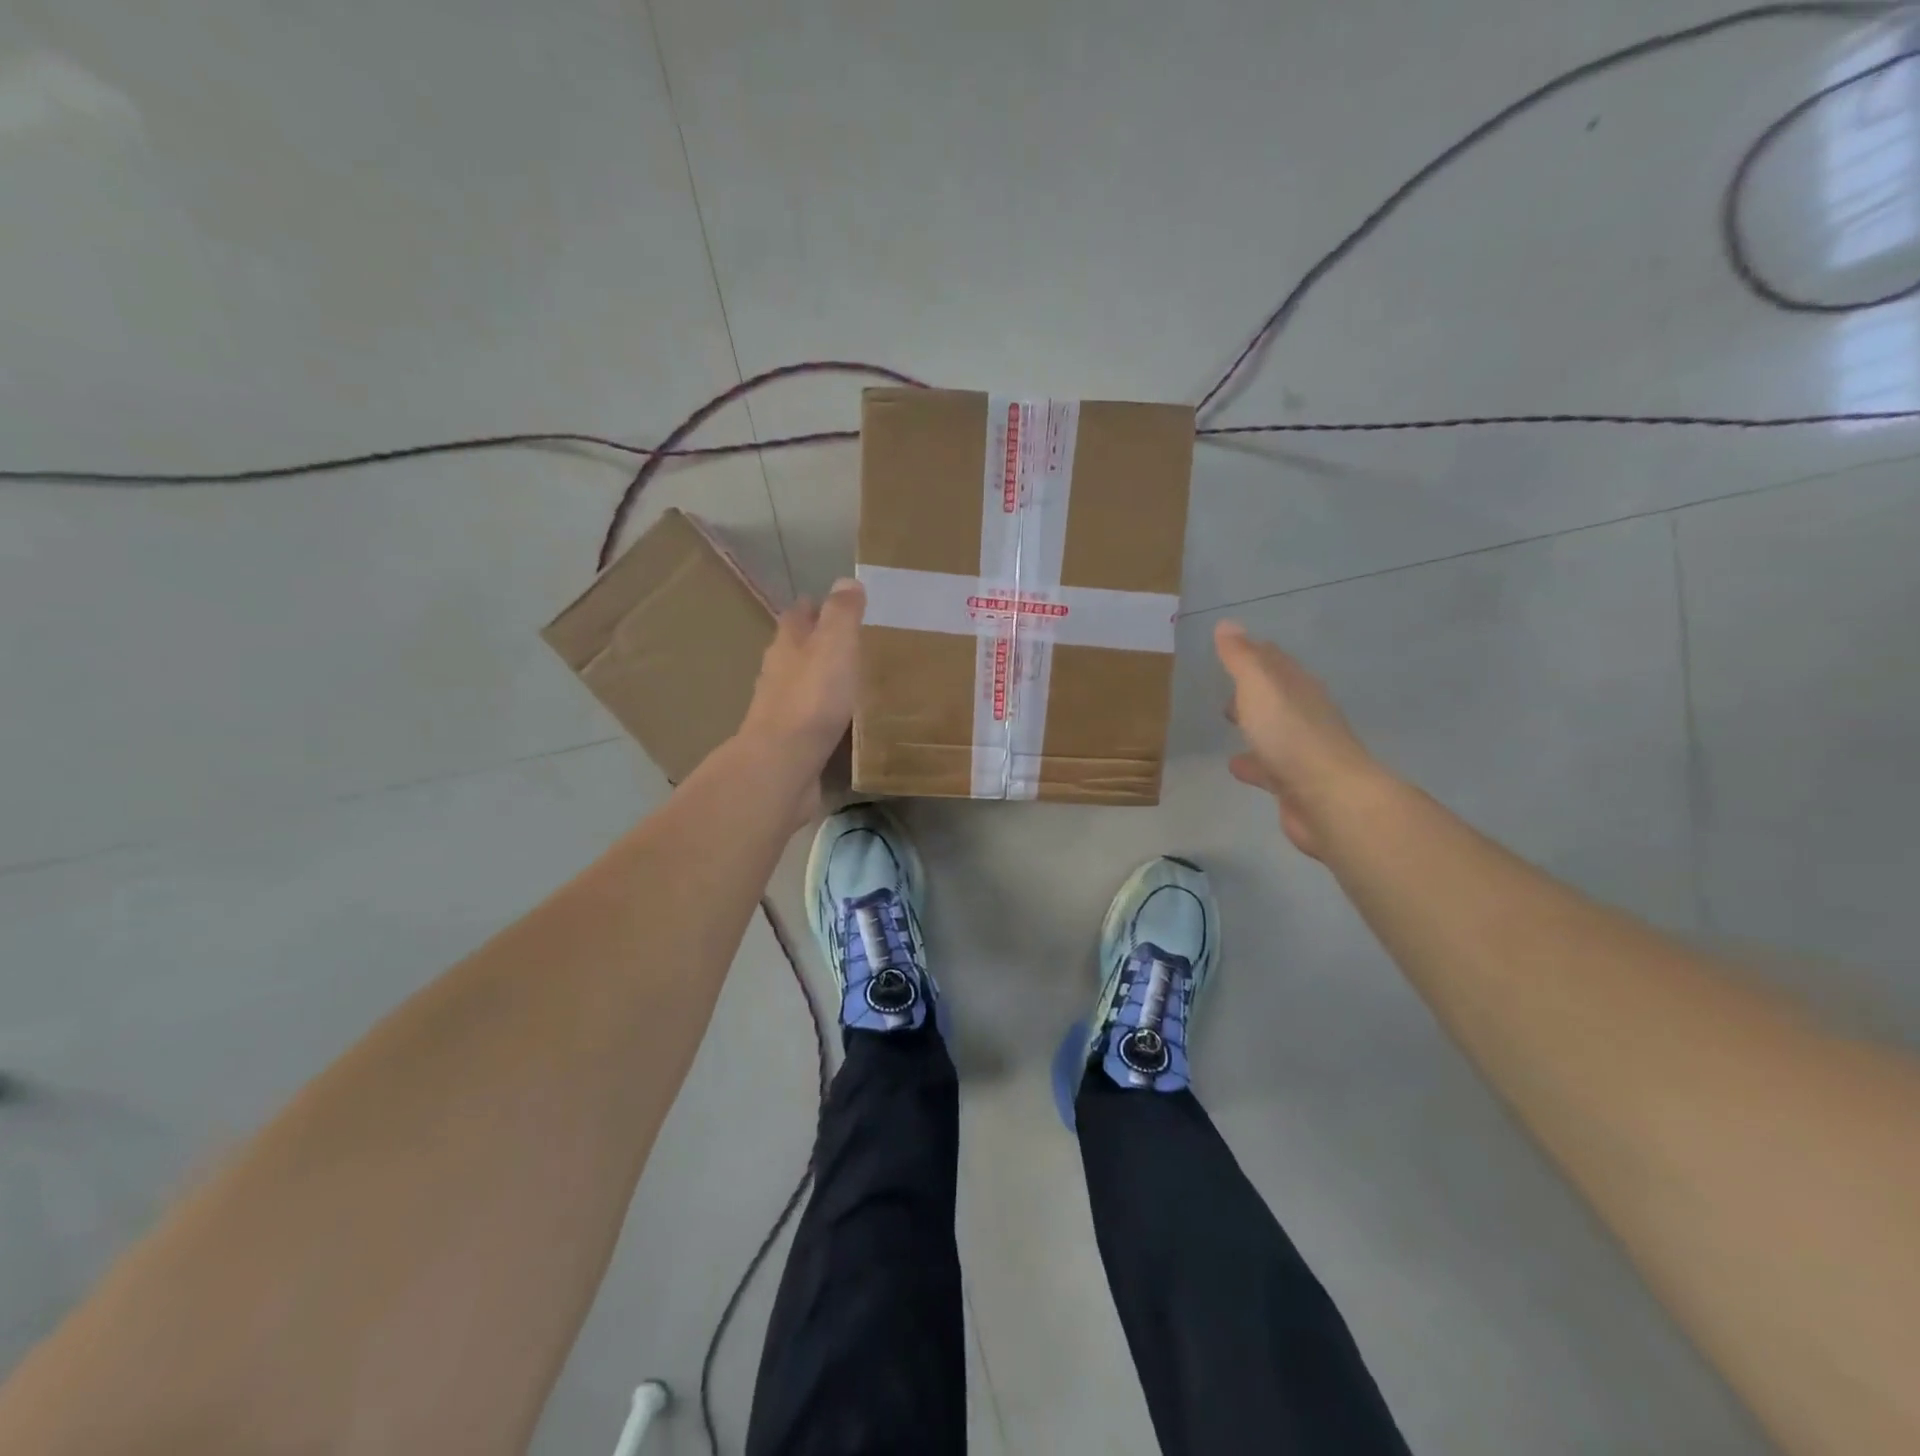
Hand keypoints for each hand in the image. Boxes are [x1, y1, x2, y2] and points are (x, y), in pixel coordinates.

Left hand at [740, 577, 864, 778]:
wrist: (784, 764)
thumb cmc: (812, 698)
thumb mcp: (834, 645)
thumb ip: (841, 614)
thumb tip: (845, 581)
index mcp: (787, 645)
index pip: (797, 616)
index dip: (813, 607)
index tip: (834, 604)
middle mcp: (777, 674)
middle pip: (795, 651)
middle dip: (816, 645)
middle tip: (850, 644)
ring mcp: (780, 711)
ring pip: (801, 687)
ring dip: (820, 682)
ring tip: (852, 682)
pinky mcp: (790, 744)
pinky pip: (810, 721)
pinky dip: (824, 716)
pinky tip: (843, 722)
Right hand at [1214, 621, 1383, 857]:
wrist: (1329, 799)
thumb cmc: (1291, 735)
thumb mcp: (1259, 687)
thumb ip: (1241, 658)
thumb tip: (1226, 624)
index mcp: (1297, 687)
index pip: (1273, 660)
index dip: (1252, 651)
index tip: (1229, 647)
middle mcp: (1304, 714)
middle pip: (1275, 695)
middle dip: (1252, 688)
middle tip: (1225, 685)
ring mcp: (1301, 751)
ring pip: (1272, 730)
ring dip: (1253, 724)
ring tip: (1227, 721)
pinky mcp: (1294, 783)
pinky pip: (1267, 766)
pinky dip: (1251, 762)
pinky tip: (1234, 765)